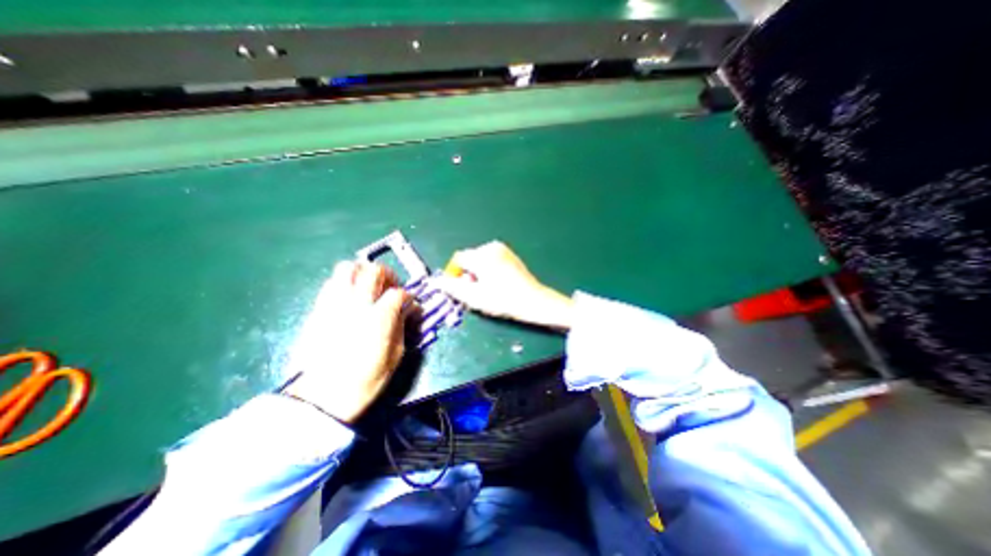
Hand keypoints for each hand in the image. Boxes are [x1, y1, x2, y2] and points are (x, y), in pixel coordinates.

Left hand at [284, 262, 415, 422]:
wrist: (320, 398)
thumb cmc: (365, 380)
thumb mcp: (394, 356)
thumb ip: (401, 327)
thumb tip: (407, 310)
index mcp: (378, 318)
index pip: (398, 293)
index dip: (408, 297)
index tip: (410, 305)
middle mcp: (356, 304)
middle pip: (374, 271)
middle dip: (388, 275)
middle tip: (391, 286)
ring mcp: (334, 304)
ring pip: (348, 268)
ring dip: (363, 272)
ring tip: (369, 284)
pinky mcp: (318, 310)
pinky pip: (331, 282)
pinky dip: (344, 282)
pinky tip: (350, 295)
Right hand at [435, 238, 572, 328]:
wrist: (533, 300)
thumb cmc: (503, 300)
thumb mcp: (474, 297)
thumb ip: (453, 288)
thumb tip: (436, 281)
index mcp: (482, 255)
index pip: (458, 259)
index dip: (455, 275)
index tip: (461, 289)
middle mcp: (492, 247)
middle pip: (469, 259)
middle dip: (468, 275)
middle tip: (476, 292)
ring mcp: (503, 249)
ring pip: (480, 260)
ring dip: (478, 273)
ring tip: (488, 289)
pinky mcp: (510, 254)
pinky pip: (491, 260)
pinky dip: (489, 270)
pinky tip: (497, 284)